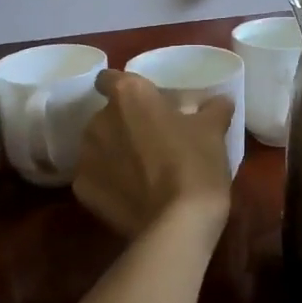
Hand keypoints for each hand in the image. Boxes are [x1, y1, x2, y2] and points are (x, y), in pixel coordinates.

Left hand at [73, 72, 234, 238]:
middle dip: (124, 124)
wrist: (177, 223)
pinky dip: (109, 182)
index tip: (142, 101)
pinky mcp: (82, 190)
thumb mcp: (213, 130)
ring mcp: (86, 157)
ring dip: (114, 152)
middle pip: (107, 115)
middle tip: (152, 139)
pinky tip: (131, 194)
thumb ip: (214, 108)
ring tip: (141, 170)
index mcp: (128, 96)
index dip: (123, 87)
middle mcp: (99, 120)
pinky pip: (96, 177)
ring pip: (98, 146)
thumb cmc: (195, 163)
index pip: (109, 78)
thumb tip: (219, 101)